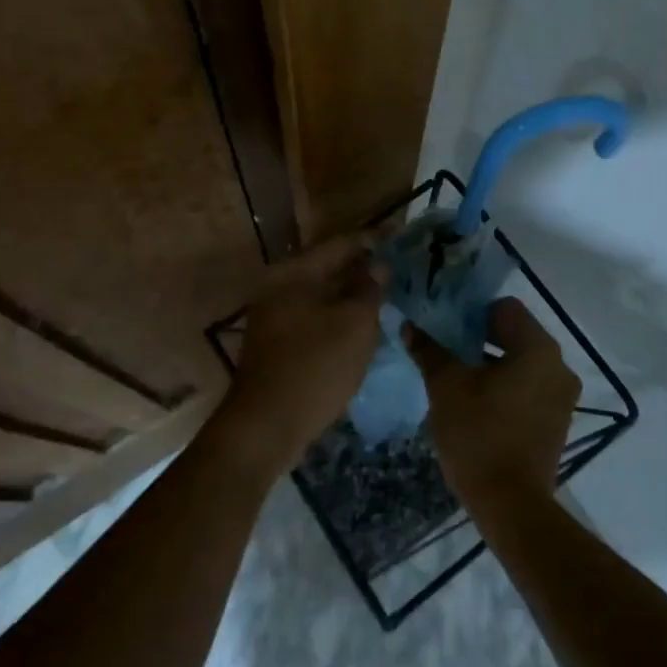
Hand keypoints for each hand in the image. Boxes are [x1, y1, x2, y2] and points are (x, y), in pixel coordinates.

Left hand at [214, 233, 386, 480]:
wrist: (266, 427)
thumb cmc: (314, 367)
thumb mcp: (354, 324)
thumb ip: (369, 289)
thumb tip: (378, 265)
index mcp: (293, 273)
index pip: (339, 244)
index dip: (372, 241)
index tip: (400, 239)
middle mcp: (278, 287)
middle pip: (328, 269)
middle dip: (363, 270)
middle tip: (399, 272)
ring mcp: (274, 317)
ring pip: (322, 296)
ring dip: (352, 297)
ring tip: (387, 299)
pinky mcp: (277, 344)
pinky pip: (315, 320)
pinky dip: (338, 319)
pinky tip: (362, 329)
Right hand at [404, 297, 579, 513]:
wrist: (510, 504)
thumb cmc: (478, 434)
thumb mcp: (446, 387)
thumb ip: (429, 350)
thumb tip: (409, 326)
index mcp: (538, 348)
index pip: (505, 308)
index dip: (472, 313)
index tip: (446, 329)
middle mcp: (559, 366)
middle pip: (515, 334)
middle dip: (479, 339)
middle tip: (446, 352)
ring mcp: (562, 396)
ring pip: (522, 363)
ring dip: (492, 365)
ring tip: (458, 380)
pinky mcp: (557, 422)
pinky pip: (529, 388)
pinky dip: (506, 388)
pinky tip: (478, 406)